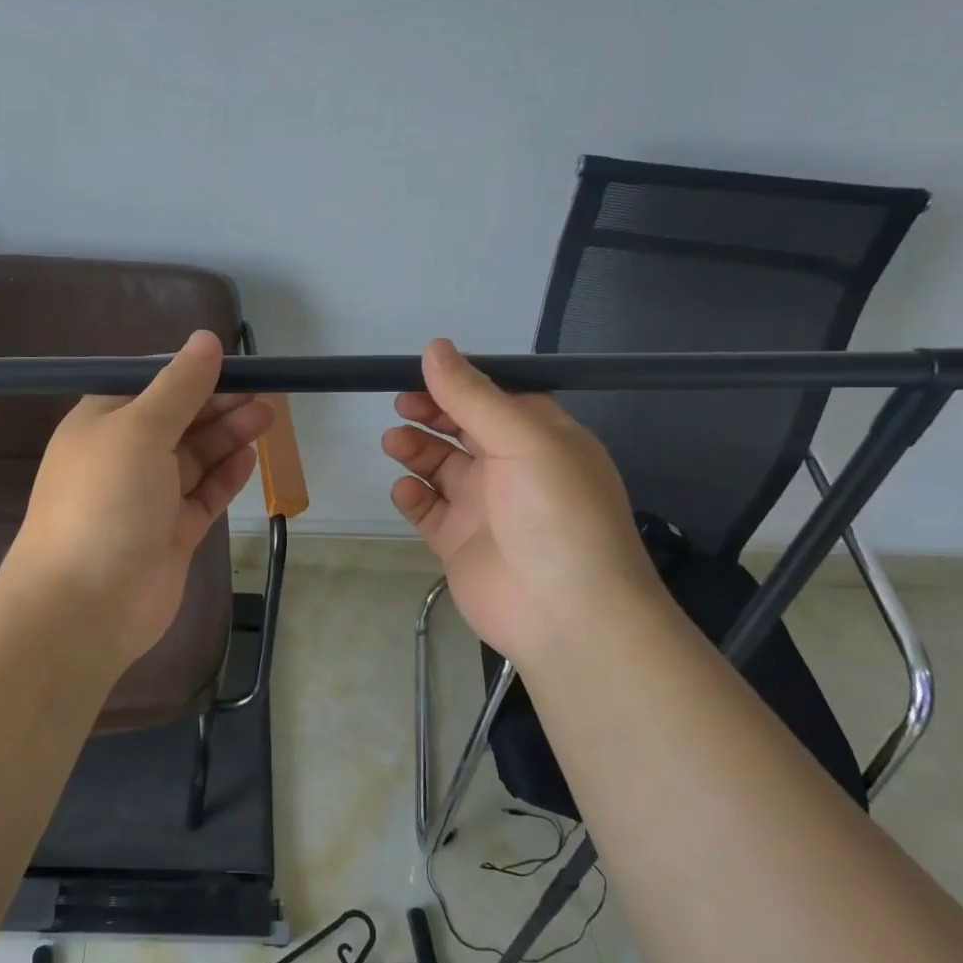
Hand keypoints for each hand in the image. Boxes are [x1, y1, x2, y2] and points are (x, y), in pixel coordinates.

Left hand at [1, 331, 272, 670]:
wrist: (84, 605)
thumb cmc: (105, 502)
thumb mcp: (139, 430)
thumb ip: (179, 386)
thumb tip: (205, 339)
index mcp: (103, 424)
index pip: (152, 387)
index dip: (192, 374)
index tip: (234, 365)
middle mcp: (124, 457)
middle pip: (179, 420)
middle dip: (219, 404)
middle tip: (265, 392)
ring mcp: (149, 498)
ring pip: (195, 457)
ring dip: (228, 435)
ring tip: (268, 415)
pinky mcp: (171, 534)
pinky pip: (204, 496)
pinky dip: (225, 476)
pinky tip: (251, 457)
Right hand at [382, 340, 665, 665]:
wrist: (567, 615)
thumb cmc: (556, 514)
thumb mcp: (523, 441)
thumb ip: (474, 395)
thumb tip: (435, 347)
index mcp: (541, 438)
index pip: (496, 397)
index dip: (460, 383)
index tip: (421, 373)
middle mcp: (513, 469)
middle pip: (463, 428)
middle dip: (432, 413)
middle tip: (403, 406)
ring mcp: (485, 508)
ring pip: (441, 467)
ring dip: (416, 450)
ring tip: (394, 442)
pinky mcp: (460, 542)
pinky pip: (428, 510)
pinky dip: (412, 496)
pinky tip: (405, 490)